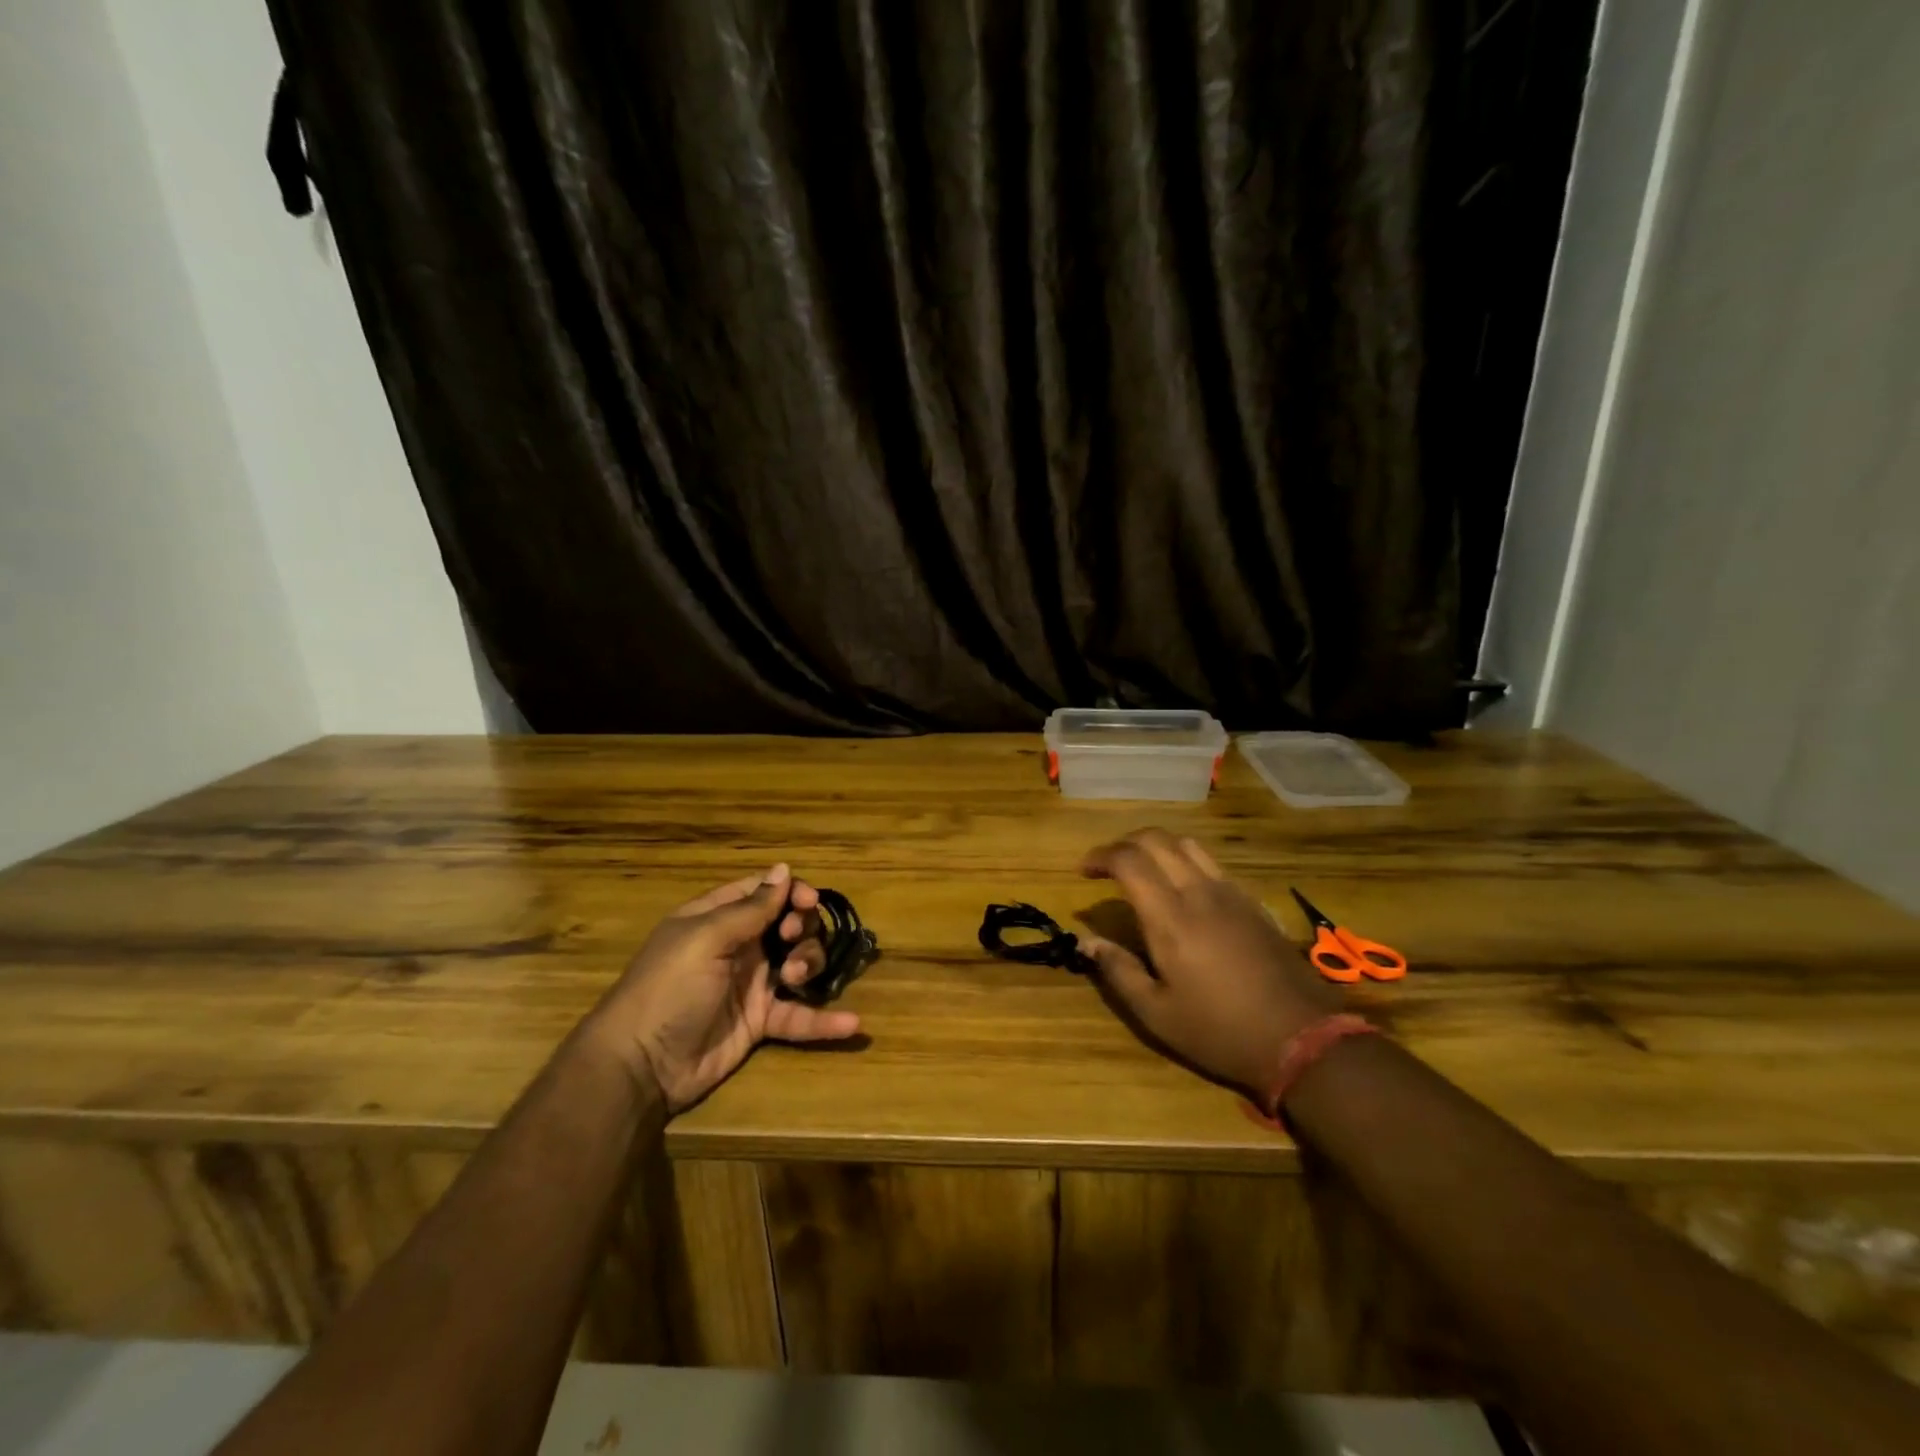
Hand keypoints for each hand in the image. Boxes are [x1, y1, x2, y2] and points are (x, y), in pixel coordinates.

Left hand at [587, 864, 860, 1112]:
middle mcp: (740, 946)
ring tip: (795, 978)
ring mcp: (752, 985)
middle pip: (790, 924)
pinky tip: (852, 1024)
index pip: (765, 892)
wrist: (640, 1066)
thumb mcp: (705, 939)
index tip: (809, 902)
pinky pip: (800, 1015)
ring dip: (809, 964)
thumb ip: (750, 907)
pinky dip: (825, 1021)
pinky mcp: (761, 1023)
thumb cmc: (668, 988)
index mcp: (719, 918)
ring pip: (800, 962)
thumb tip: (784, 869)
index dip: (792, 892)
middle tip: (791, 941)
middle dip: (802, 927)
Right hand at [1079, 829, 1338, 1100]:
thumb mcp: (1157, 1014)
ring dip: (1156, 846)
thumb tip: (1086, 940)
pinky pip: (1211, 863)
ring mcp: (1230, 893)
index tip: (1084, 872)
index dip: (1100, 856)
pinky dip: (1184, 860)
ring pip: (1187, 844)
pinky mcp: (1252, 902)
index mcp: (1170, 918)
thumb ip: (1118, 971)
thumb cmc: (1219, 1031)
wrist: (1301, 1038)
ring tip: (1141, 869)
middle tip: (1107, 867)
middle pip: (1156, 840)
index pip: (1128, 860)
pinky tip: (1182, 888)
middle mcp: (1198, 892)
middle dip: (1123, 844)